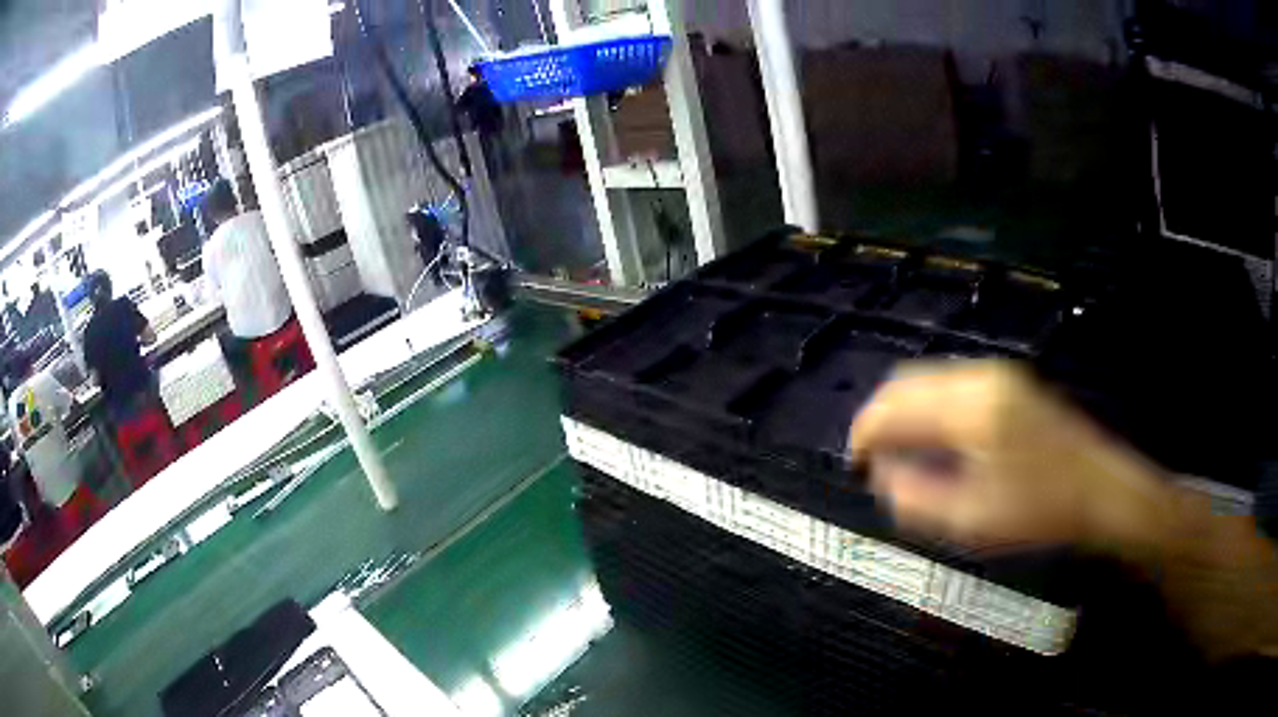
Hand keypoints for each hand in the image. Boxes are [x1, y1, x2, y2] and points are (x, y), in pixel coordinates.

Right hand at [849, 361, 1164, 549]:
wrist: (1100, 490)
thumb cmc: (1039, 511)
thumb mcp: (972, 519)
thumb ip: (916, 498)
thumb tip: (882, 475)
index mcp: (970, 408)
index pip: (896, 406)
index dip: (865, 433)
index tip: (855, 463)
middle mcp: (980, 377)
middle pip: (908, 382)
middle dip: (881, 418)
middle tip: (873, 460)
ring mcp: (998, 375)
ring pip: (930, 380)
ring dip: (906, 412)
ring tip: (900, 453)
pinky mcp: (1010, 382)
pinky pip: (953, 385)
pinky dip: (931, 408)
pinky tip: (935, 440)